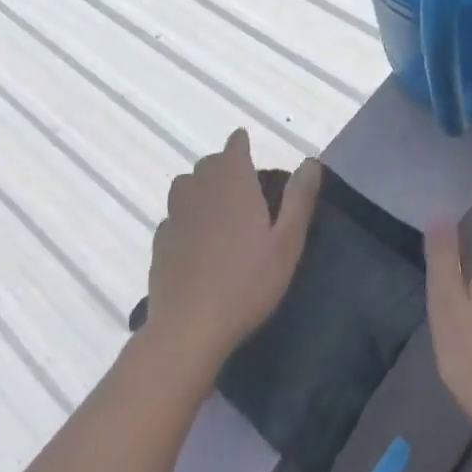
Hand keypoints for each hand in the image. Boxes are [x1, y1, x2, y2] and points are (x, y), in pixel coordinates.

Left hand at [144, 131, 321, 375]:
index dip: (240, 144)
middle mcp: (200, 190)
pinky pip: (174, 216)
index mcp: (233, 184)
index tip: (246, 145)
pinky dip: (185, 216)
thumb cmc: (247, 282)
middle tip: (242, 183)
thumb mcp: (287, 243)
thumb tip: (311, 161)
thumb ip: (299, 199)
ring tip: (217, 205)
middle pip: (208, 164)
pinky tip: (196, 239)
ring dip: (200, 186)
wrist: (189, 327)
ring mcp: (175, 216)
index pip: (234, 148)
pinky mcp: (160, 242)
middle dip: (223, 165)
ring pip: (185, 185)